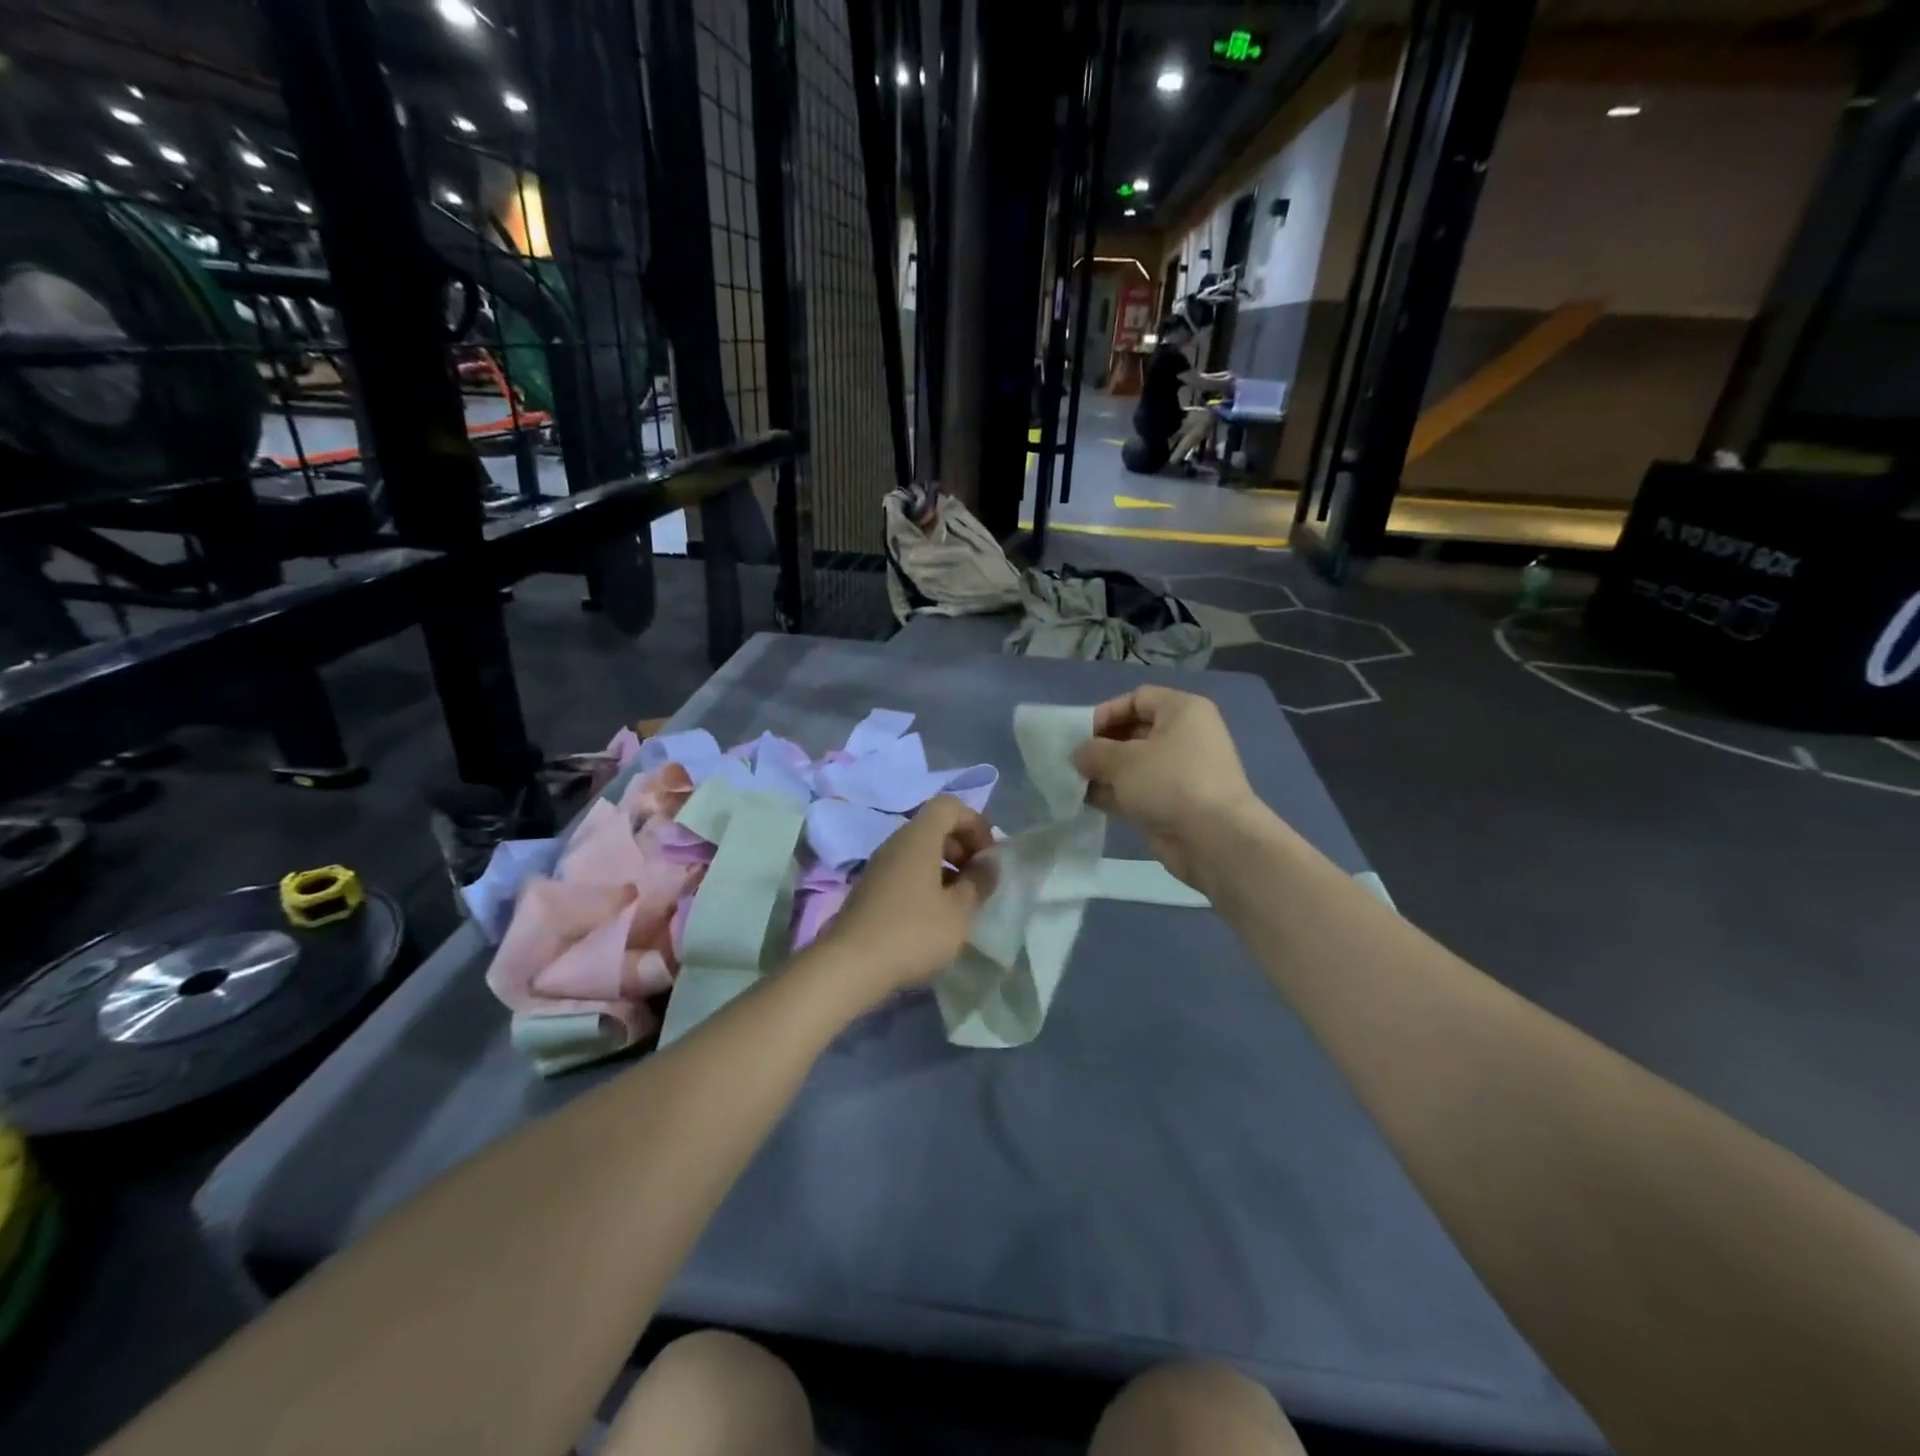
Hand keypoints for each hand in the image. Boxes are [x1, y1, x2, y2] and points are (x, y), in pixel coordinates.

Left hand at [817, 796, 994, 997]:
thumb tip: (988, 862)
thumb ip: (978, 882)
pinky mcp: (871, 889)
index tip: (988, 856)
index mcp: (918, 838)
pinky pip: (906, 870)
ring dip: (946, 866)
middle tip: (978, 879)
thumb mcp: (958, 911)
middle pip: (934, 826)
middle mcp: (896, 843)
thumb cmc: (912, 932)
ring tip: (961, 902)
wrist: (850, 966)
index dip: (975, 822)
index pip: (949, 805)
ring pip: (920, 850)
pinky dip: (927, 881)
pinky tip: (935, 916)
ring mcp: (880, 866)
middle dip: (963, 845)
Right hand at [1072, 687, 1259, 885]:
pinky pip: (1138, 790)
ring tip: (1073, 782)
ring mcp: (1180, 772)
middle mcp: (1185, 736)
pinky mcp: (1174, 803)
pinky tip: (1086, 801)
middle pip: (1134, 731)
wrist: (1213, 839)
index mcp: (1182, 711)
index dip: (1107, 712)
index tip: (1080, 734)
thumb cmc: (1170, 782)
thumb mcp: (1123, 760)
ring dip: (1104, 772)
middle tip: (1072, 761)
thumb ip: (1094, 752)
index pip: (1138, 699)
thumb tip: (1078, 755)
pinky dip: (1115, 794)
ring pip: (1134, 764)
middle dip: (1101, 746)